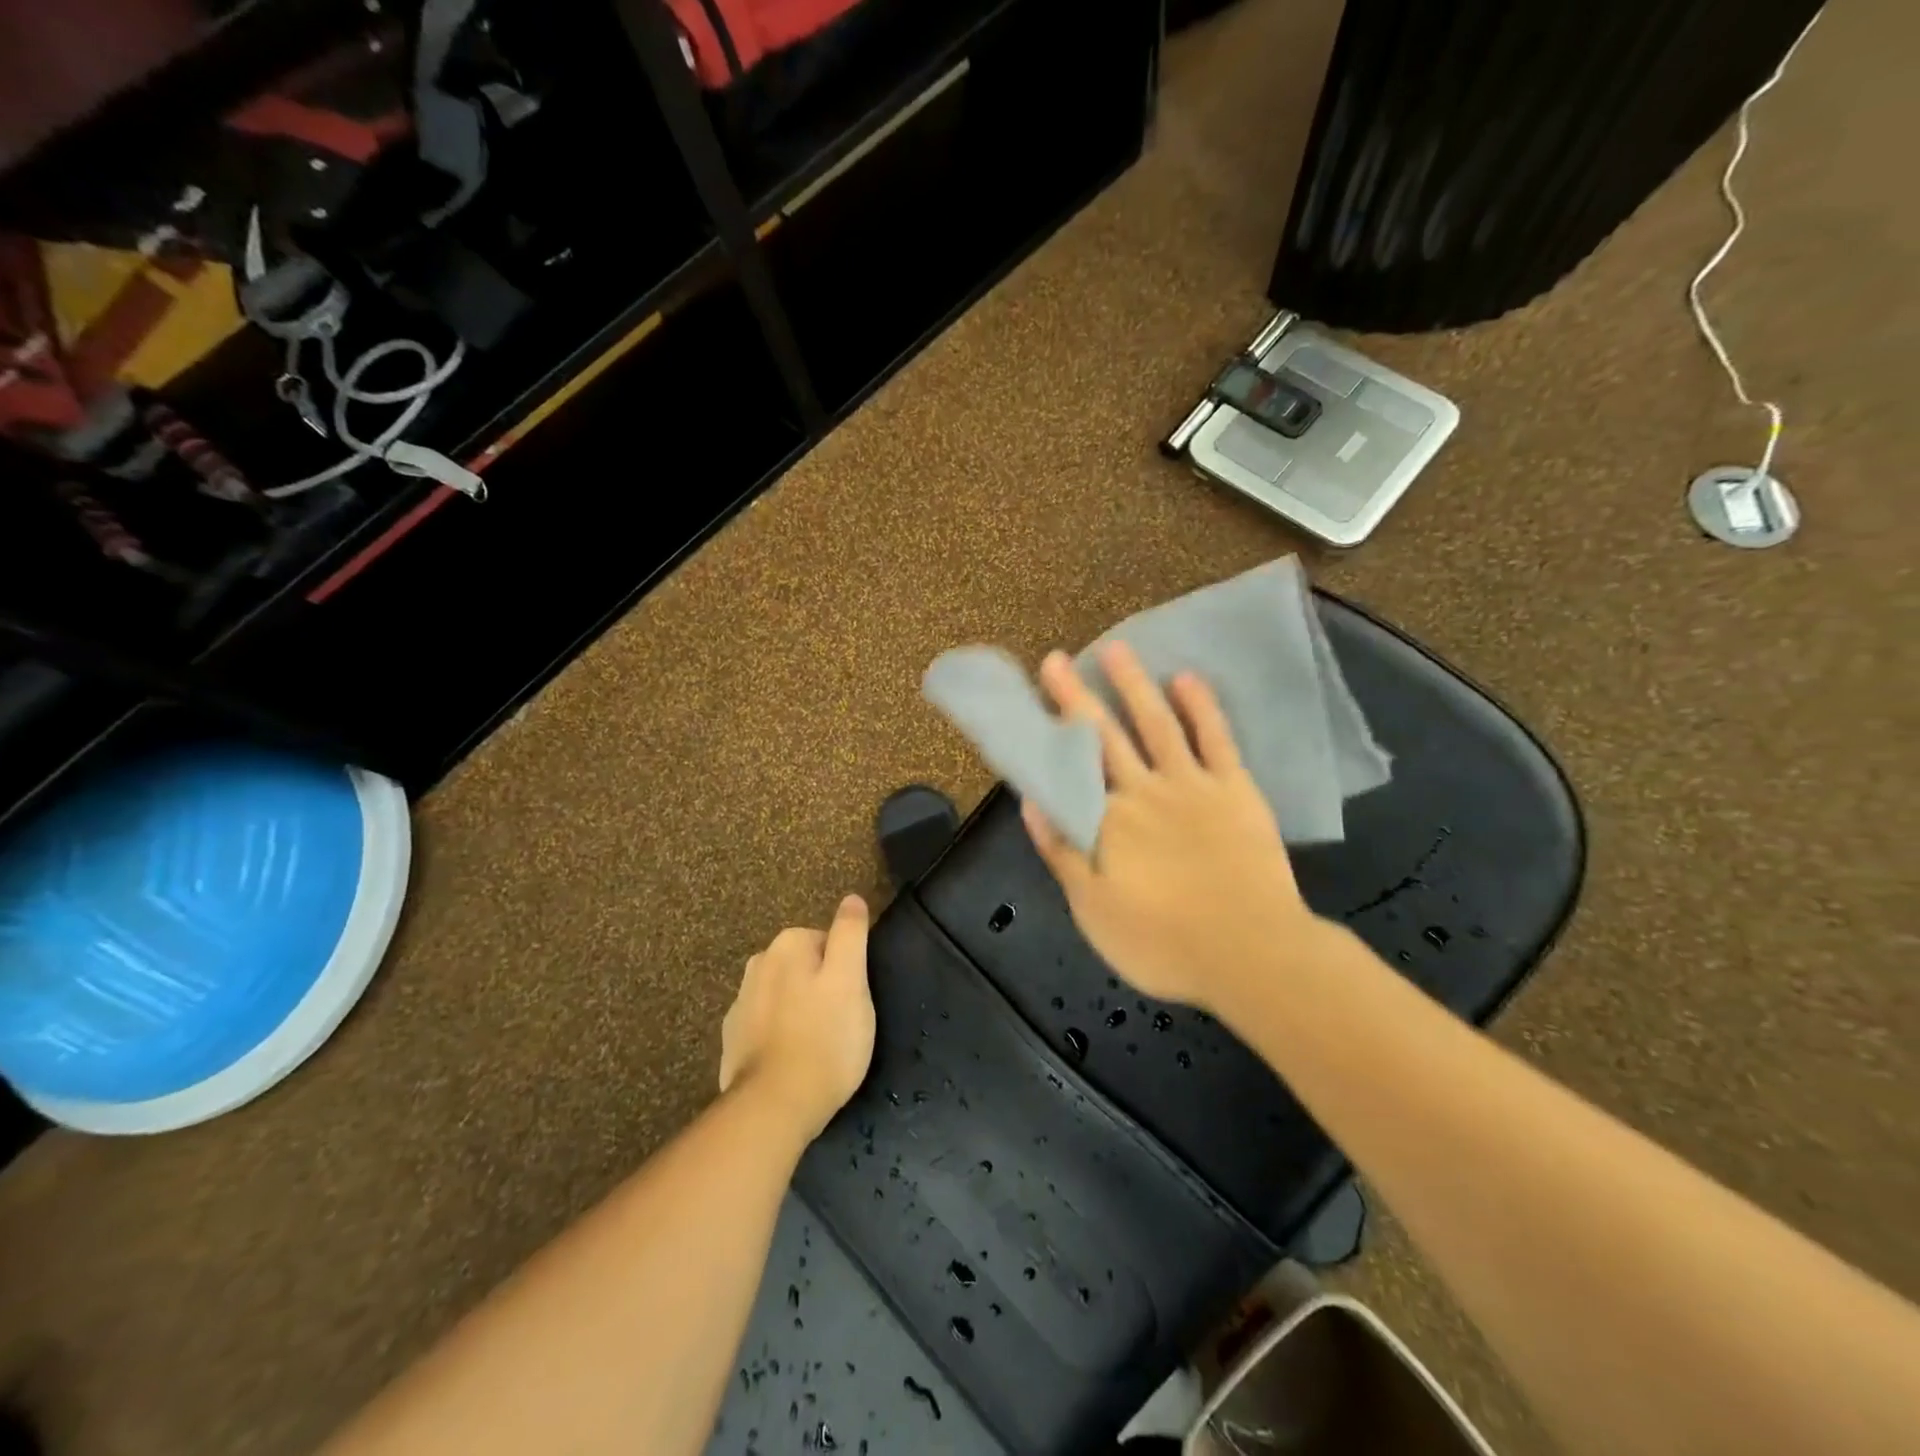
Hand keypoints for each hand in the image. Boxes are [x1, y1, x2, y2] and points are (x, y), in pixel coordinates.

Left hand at [719, 895, 875, 1140]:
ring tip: (819, 1046)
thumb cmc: (825, 1038)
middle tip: (841, 1024)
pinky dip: (780, 1035)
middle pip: (805, 967)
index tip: (853, 1001)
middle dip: (822, 988)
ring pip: (785, 995)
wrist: (773, 1107)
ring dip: (800, 1011)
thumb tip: (851, 898)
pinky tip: (793, 1060)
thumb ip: (850, 933)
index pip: (830, 942)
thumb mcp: (851, 979)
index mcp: (787, 944)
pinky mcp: (732, 1039)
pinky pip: (766, 1026)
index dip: (847, 971)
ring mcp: (740, 1003)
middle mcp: (758, 964)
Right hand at [1021, 642, 1331, 1014]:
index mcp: (1106, 822)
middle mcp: (1142, 791)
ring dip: (1133, 685)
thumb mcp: (1093, 911)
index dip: (1045, 735)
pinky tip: (1186, 678)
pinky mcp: (1234, 788)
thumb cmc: (1162, 943)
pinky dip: (1200, 706)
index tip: (1026, 706)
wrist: (1252, 954)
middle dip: (1075, 697)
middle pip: (1102, 737)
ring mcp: (1191, 785)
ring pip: (1156, 723)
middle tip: (1055, 659)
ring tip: (1115, 648)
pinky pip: (1215, 738)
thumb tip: (1032, 804)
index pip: (1067, 769)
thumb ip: (1062, 854)